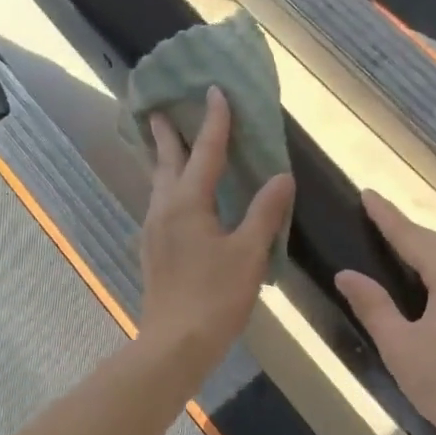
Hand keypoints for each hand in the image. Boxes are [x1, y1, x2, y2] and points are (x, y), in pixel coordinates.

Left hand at [139, 87, 294, 371]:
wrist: (175, 344)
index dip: (214, 121)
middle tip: (160, 109)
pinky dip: (168, 186)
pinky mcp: (153, 250)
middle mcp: (164, 209)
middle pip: (166, 162)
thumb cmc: (215, 297)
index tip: (214, 90)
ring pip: (159, 184)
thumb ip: (265, 212)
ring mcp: (154, 230)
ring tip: (168, 146)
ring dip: (164, 160)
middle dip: (166, 134)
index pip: (205, 151)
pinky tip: (176, 198)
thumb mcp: (249, 253)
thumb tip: (282, 176)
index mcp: (188, 203)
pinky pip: (160, 204)